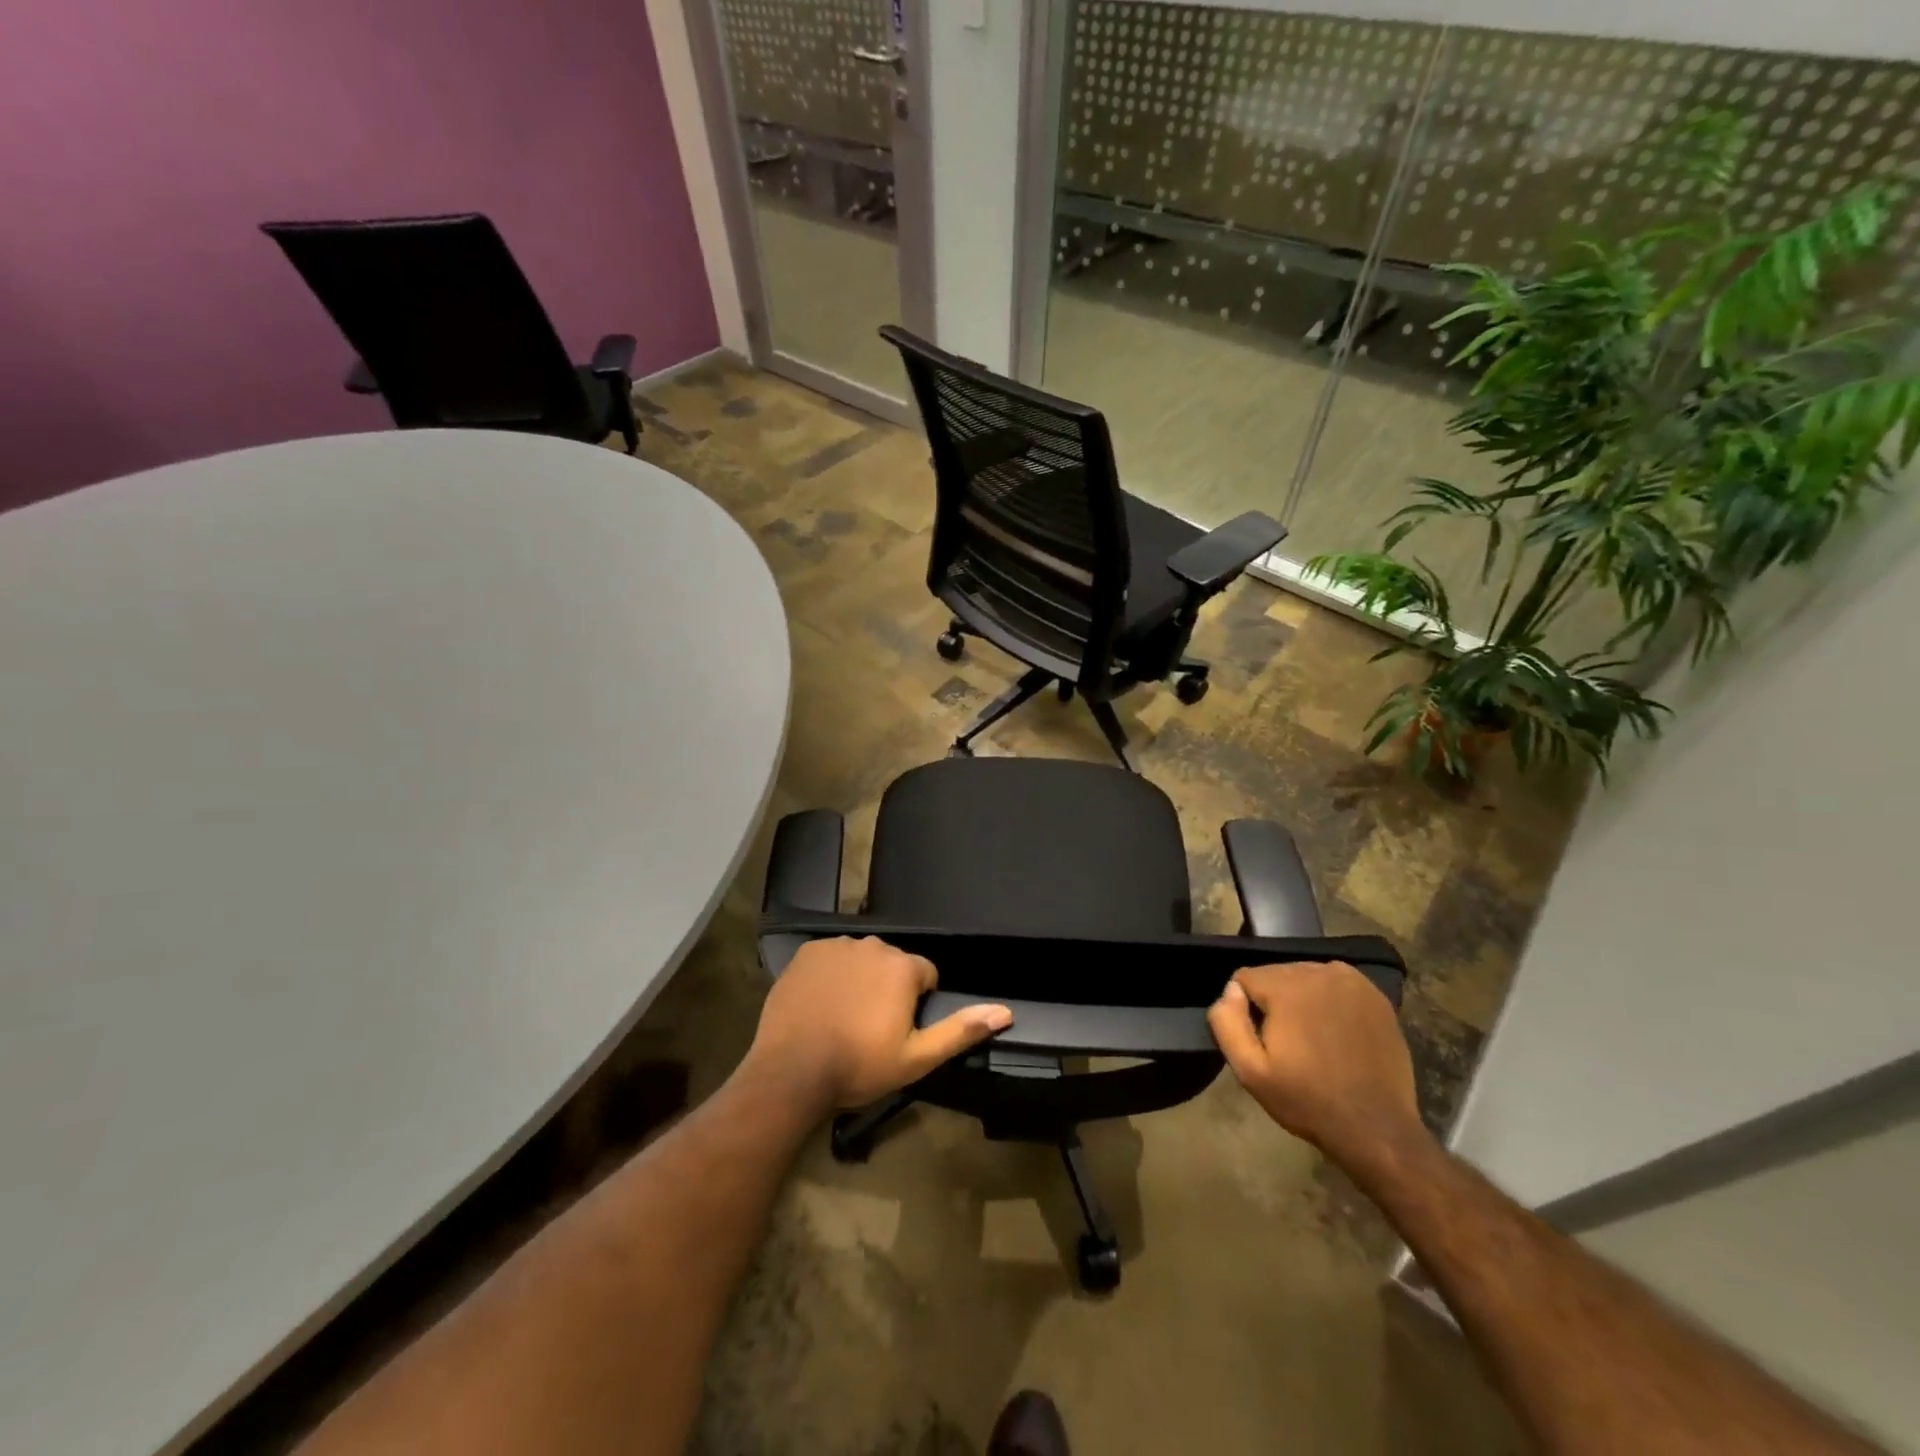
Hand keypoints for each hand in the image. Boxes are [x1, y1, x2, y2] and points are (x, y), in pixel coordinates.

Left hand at [746, 937, 1012, 1110]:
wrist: (792, 1071)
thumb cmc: (859, 1066)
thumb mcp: (916, 1058)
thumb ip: (960, 1030)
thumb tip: (1004, 1011)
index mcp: (903, 967)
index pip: (925, 975)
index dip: (916, 1003)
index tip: (898, 1030)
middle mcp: (873, 946)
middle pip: (892, 964)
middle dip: (888, 988)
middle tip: (870, 1027)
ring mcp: (837, 946)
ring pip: (861, 959)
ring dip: (859, 979)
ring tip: (843, 1017)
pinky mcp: (807, 952)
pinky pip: (830, 958)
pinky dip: (830, 975)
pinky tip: (820, 1004)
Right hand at [1206, 962, 1421, 1161]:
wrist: (1376, 1128)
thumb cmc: (1307, 1100)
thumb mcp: (1249, 1070)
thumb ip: (1226, 1022)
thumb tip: (1231, 990)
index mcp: (1286, 987)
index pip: (1244, 978)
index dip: (1246, 1010)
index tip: (1263, 1042)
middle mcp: (1318, 972)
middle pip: (1275, 974)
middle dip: (1273, 1001)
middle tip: (1287, 1043)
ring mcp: (1351, 981)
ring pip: (1304, 976)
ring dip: (1300, 998)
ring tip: (1312, 1038)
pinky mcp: (1375, 995)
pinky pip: (1335, 983)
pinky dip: (1328, 999)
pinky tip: (1336, 1030)